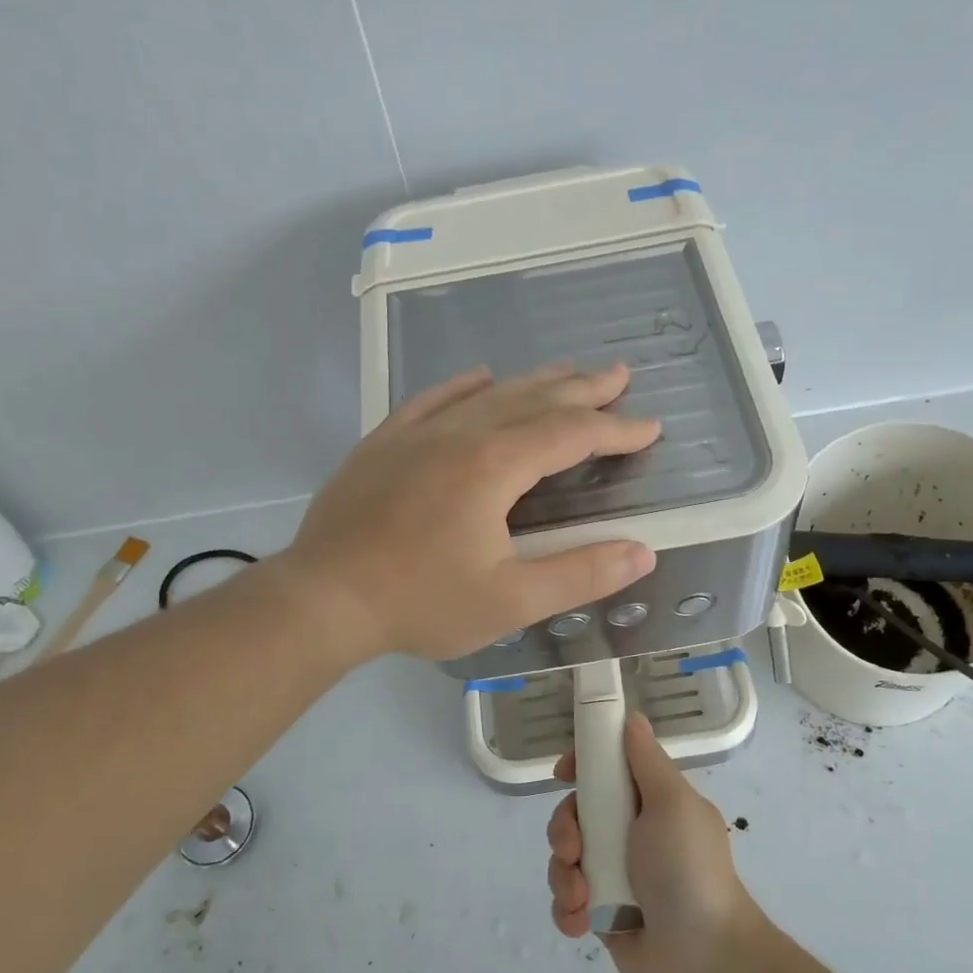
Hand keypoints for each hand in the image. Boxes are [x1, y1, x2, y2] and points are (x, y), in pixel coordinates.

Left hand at [283, 364, 660, 661]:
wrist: (323, 598)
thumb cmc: (420, 601)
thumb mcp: (510, 600)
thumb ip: (579, 574)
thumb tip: (641, 552)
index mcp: (494, 466)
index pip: (570, 434)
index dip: (615, 429)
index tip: (649, 427)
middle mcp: (460, 434)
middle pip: (533, 400)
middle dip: (582, 388)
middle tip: (619, 374)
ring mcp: (416, 434)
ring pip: (487, 394)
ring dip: (533, 382)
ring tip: (565, 371)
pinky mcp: (383, 443)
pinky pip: (432, 400)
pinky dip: (464, 386)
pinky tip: (479, 377)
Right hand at [546, 713, 759, 972]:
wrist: (704, 958)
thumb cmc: (688, 869)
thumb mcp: (672, 804)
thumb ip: (646, 761)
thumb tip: (632, 717)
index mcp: (650, 803)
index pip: (606, 771)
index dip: (581, 766)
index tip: (564, 772)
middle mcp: (630, 834)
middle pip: (575, 814)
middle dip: (564, 830)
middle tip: (574, 850)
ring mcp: (614, 876)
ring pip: (564, 859)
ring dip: (564, 875)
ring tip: (583, 897)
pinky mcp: (601, 915)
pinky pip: (566, 901)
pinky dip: (567, 910)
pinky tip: (582, 921)